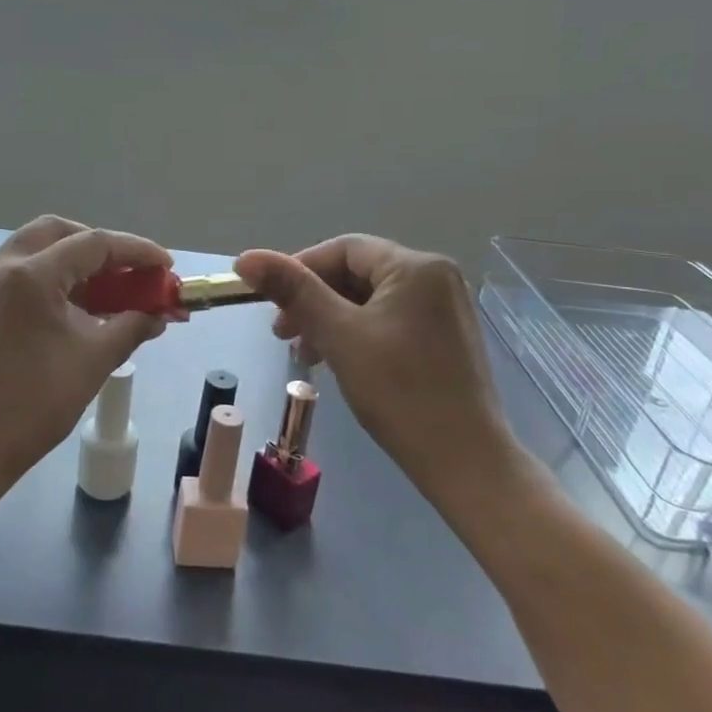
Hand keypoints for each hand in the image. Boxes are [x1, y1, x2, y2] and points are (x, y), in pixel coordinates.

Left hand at [0, 216, 170, 506]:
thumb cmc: (30, 406)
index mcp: (30, 274)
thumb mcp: (91, 364)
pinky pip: (5, 279)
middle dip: (95, 246)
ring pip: (26, 252)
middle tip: (122, 272)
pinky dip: (37, 283)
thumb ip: (130, 328)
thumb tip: (157, 315)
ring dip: (64, 264)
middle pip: (54, 232)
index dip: (136, 251)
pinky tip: (52, 319)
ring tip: (92, 298)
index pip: (94, 244)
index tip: (164, 265)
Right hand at [234, 236, 521, 496]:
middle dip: (314, 299)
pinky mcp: (445, 338)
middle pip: (357, 273)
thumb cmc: (399, 391)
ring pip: (370, 299)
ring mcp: (444, 309)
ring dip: (331, 319)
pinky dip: (357, 333)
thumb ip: (293, 291)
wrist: (465, 462)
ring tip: (306, 355)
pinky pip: (390, 319)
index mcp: (416, 266)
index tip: (269, 303)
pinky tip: (338, 360)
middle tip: (283, 334)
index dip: (300, 269)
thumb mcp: (338, 335)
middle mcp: (437, 277)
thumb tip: (245, 258)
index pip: (344, 249)